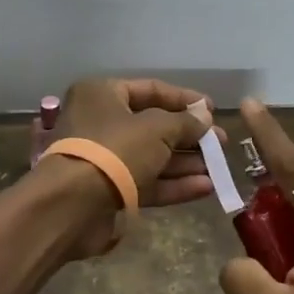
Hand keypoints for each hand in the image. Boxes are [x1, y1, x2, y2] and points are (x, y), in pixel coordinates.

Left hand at [37, 77, 213, 257]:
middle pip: (153, 125)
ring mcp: (104, 159)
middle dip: (189, 135)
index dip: (184, 99)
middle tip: (219, 143)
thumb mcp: (157, 128)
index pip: (151, 89)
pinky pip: (147, 182)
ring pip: (152, 156)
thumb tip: (205, 118)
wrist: (73, 205)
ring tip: (219, 168)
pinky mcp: (110, 191)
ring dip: (185, 163)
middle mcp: (101, 122)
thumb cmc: (115, 150)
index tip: (213, 110)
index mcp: (103, 94)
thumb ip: (185, 122)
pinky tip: (206, 188)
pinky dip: (174, 184)